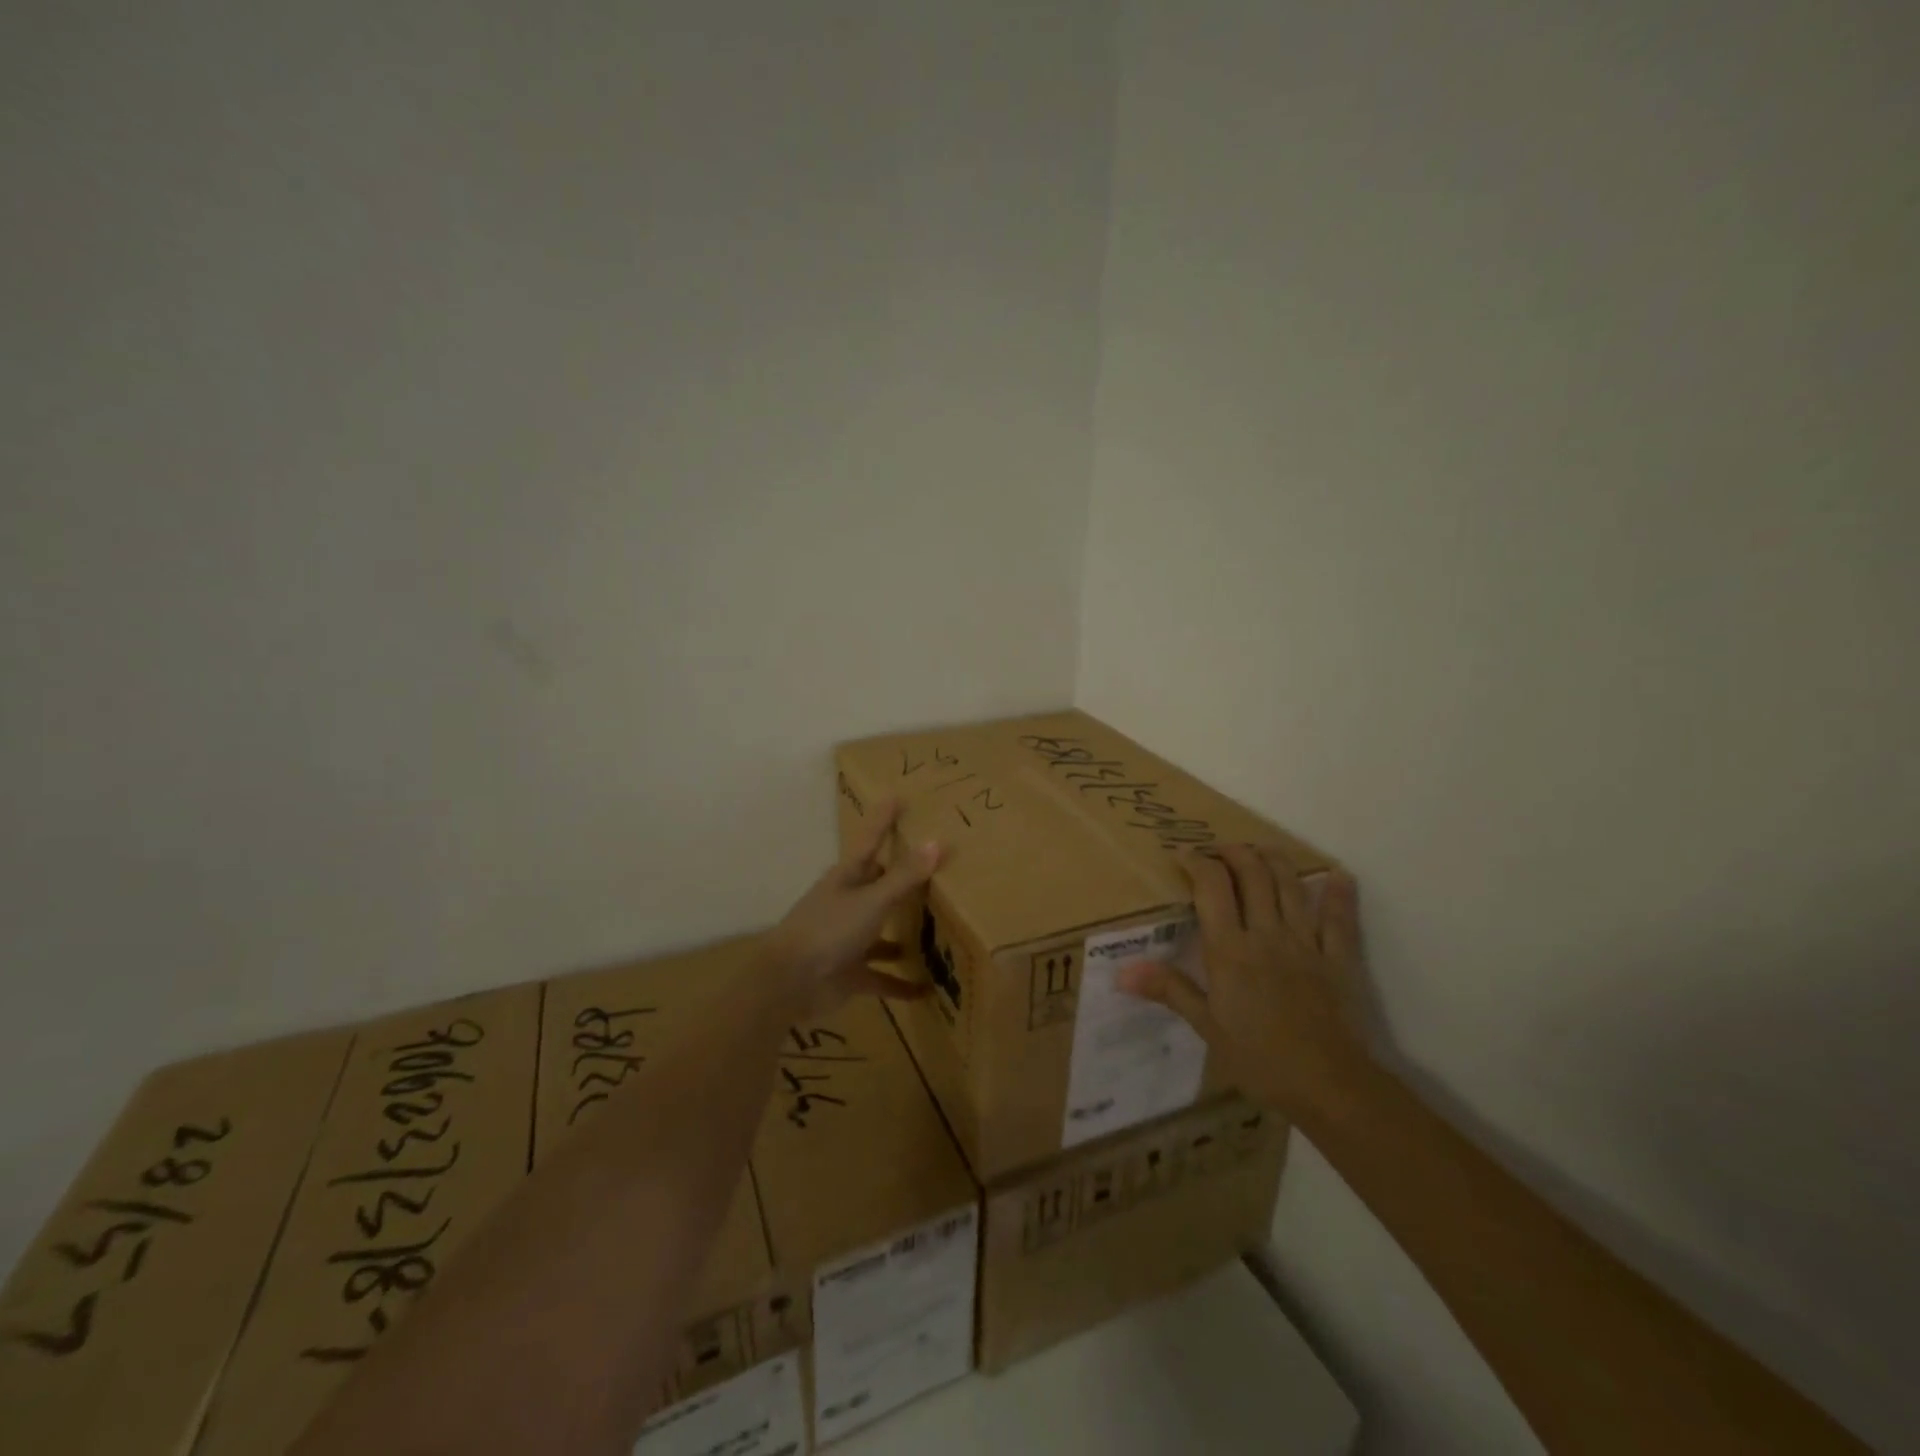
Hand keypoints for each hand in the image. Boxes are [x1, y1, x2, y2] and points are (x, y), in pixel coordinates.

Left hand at [761, 799, 941, 1014]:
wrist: (789, 983)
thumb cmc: (829, 929)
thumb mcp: (872, 900)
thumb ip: (905, 876)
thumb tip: (937, 842)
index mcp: (848, 878)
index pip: (871, 840)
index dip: (884, 819)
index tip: (898, 797)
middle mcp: (849, 903)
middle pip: (880, 885)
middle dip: (904, 879)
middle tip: (936, 867)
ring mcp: (849, 939)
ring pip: (883, 932)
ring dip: (906, 934)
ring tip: (940, 930)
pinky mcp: (851, 973)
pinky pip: (882, 977)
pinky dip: (901, 983)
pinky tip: (927, 991)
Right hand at [1118, 844, 1364, 1116]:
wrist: (1327, 1084)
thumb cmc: (1258, 1058)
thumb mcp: (1206, 1026)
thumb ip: (1169, 990)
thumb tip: (1122, 972)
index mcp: (1230, 949)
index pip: (1212, 888)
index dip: (1198, 863)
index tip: (1184, 855)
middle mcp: (1266, 934)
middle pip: (1253, 875)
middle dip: (1235, 853)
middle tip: (1221, 850)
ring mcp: (1305, 943)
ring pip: (1290, 887)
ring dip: (1275, 860)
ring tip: (1261, 850)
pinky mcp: (1338, 959)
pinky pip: (1339, 920)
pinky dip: (1338, 894)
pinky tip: (1336, 875)